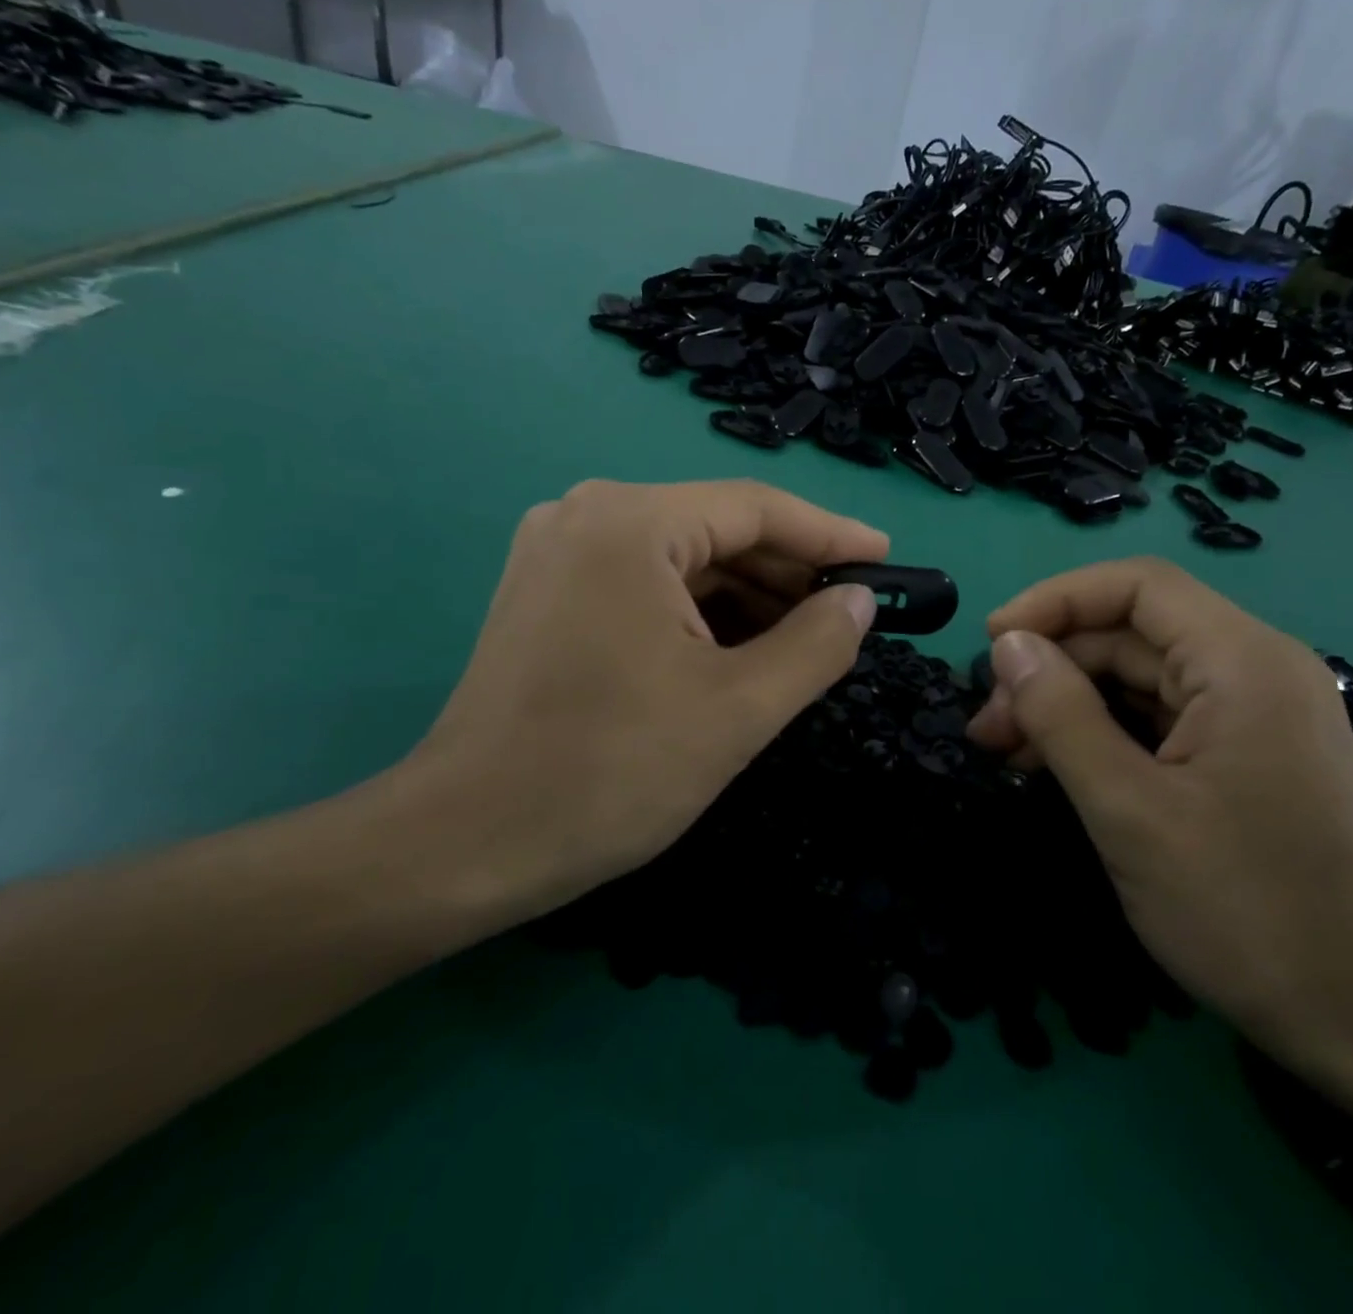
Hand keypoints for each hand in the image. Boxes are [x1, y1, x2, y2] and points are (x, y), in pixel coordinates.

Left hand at [393, 479, 885, 928]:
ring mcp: (557, 553)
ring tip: (805, 640)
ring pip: (680, 560)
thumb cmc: (609, 772)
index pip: (756, 508)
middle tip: (851, 614)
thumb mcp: (738, 708)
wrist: (464, 843)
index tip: (888, 560)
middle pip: (715, 529)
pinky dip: (698, 613)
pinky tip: (738, 650)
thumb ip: (816, 644)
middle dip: (788, 573)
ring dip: (746, 597)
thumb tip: (859, 600)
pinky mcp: (545, 594)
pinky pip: (644, 585)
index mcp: (631, 522)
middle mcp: (586, 515)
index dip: (831, 534)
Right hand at [966, 558, 1352, 1079]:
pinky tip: (1057, 767)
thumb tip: (1007, 646)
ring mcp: (1254, 714)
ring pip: (1138, 677)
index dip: (1054, 601)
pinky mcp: (1245, 754)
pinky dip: (1101, 733)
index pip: (1136, 586)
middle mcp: (1255, 670)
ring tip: (1008, 752)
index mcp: (1243, 663)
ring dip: (1068, 703)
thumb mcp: (1128, 809)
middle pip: (1131, 632)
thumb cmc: (1245, 911)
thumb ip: (1060, 715)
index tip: (990, 644)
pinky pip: (1159, 718)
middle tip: (988, 726)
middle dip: (1051, 667)